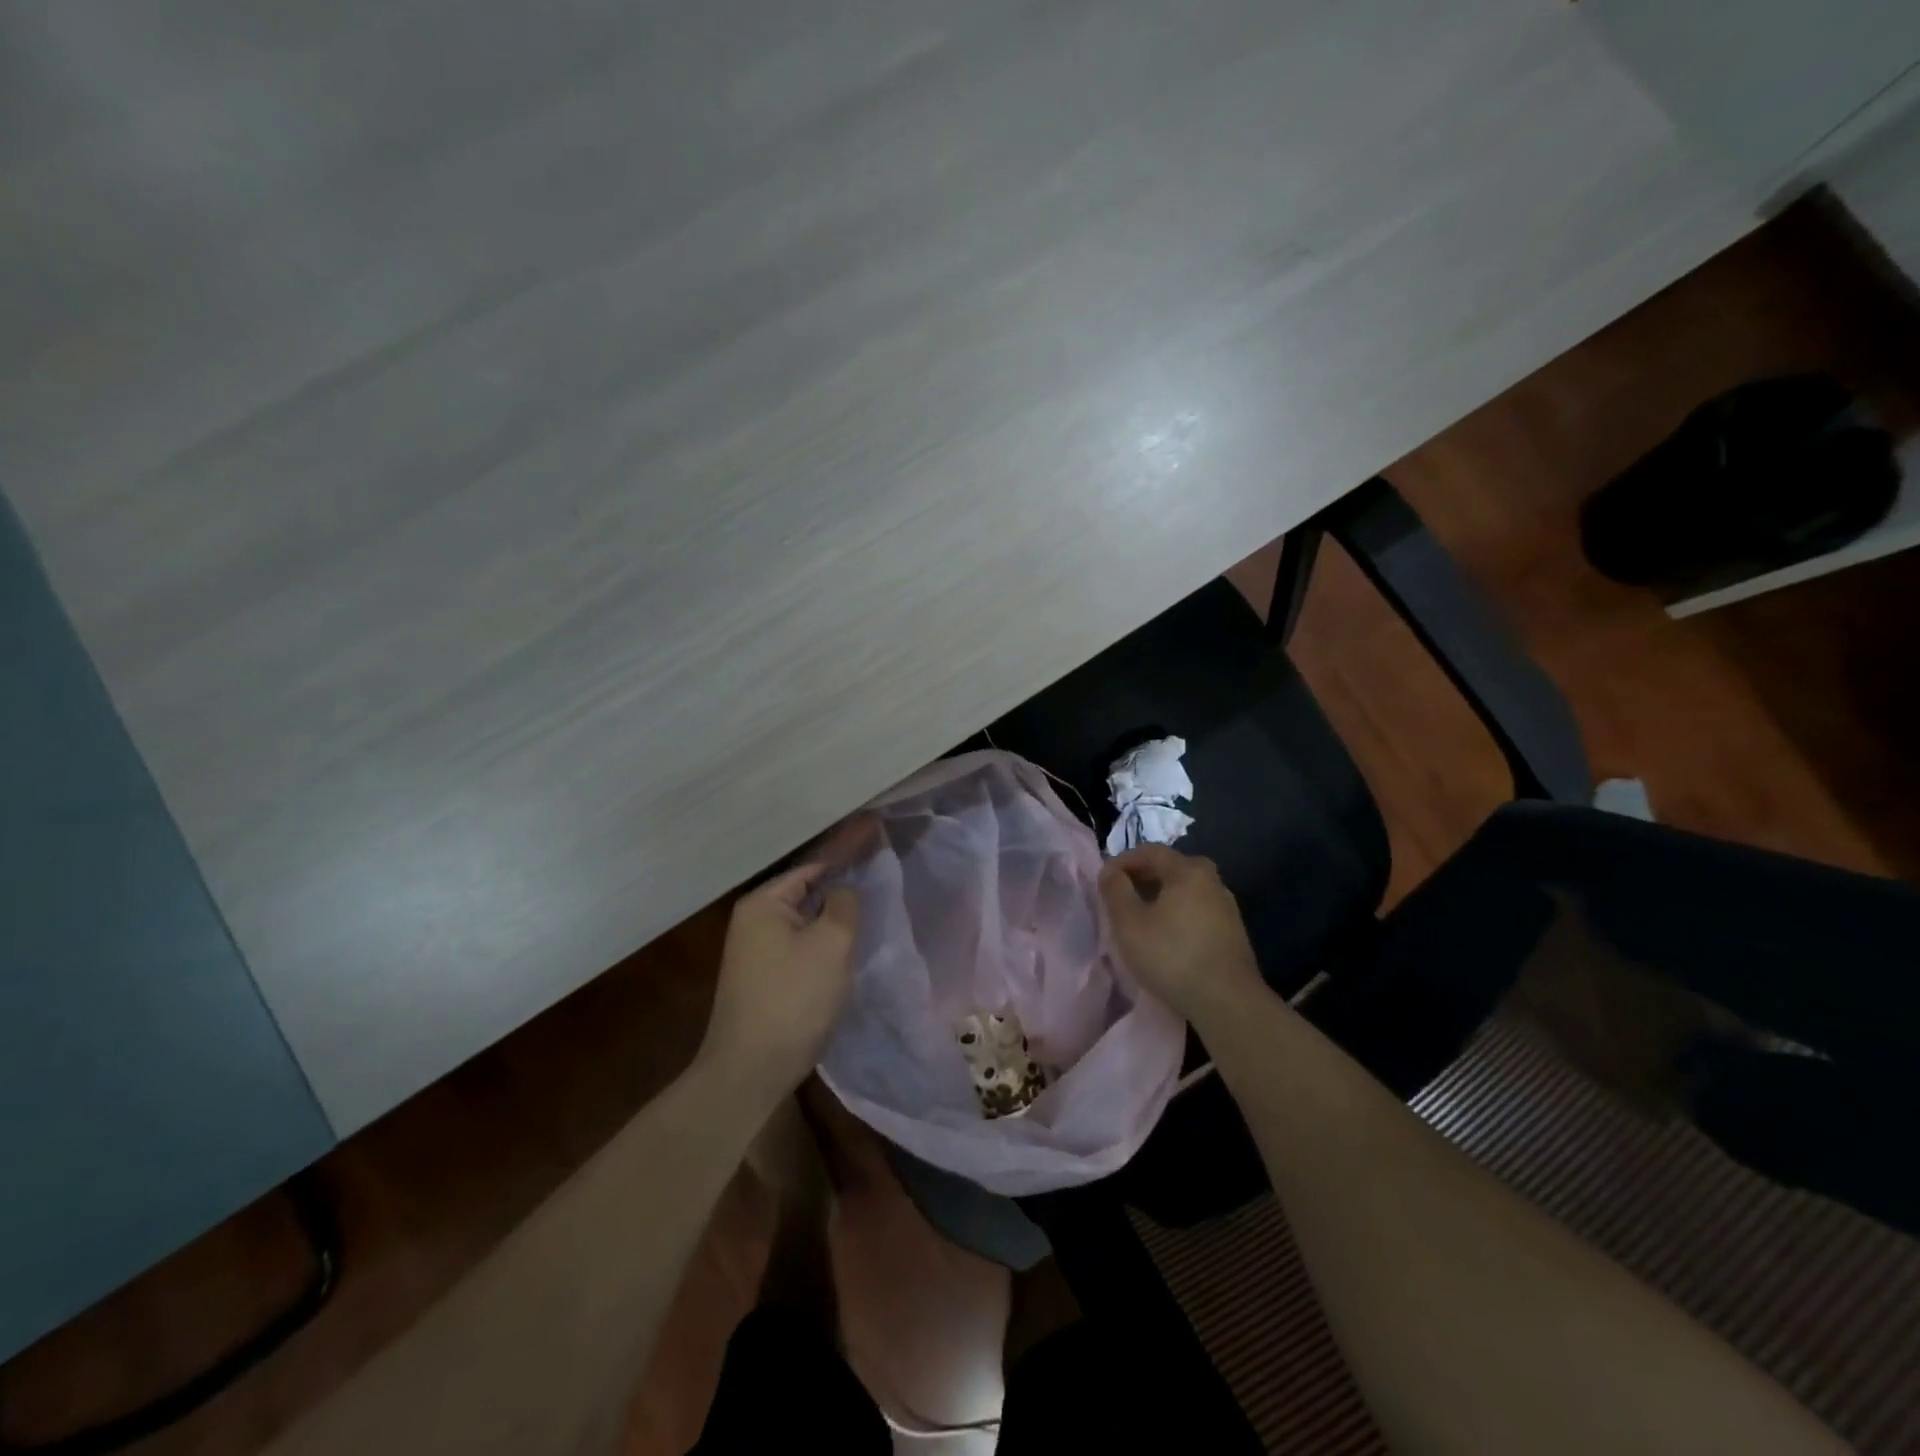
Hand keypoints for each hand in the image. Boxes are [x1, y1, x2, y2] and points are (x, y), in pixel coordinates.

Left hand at [699, 861, 860, 1106]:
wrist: (750, 1071)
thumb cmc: (794, 998)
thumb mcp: (832, 943)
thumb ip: (845, 903)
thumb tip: (844, 890)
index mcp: (763, 903)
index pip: (813, 867)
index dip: (847, 858)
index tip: (877, 849)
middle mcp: (752, 920)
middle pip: (808, 894)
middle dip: (842, 894)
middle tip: (881, 891)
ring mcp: (754, 951)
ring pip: (806, 924)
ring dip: (833, 924)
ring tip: (870, 919)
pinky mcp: (762, 978)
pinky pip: (799, 948)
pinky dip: (822, 947)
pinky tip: (845, 955)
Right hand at [1099, 844, 1264, 1026]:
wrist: (1227, 1001)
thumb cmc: (1172, 956)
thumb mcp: (1129, 923)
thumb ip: (1115, 890)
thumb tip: (1110, 871)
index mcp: (1188, 870)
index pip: (1149, 851)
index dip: (1122, 861)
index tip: (1103, 881)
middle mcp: (1212, 880)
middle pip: (1170, 867)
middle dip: (1142, 877)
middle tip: (1120, 896)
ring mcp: (1226, 906)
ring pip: (1185, 889)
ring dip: (1160, 896)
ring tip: (1140, 916)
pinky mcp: (1232, 931)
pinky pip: (1196, 909)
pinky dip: (1177, 912)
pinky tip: (1166, 934)